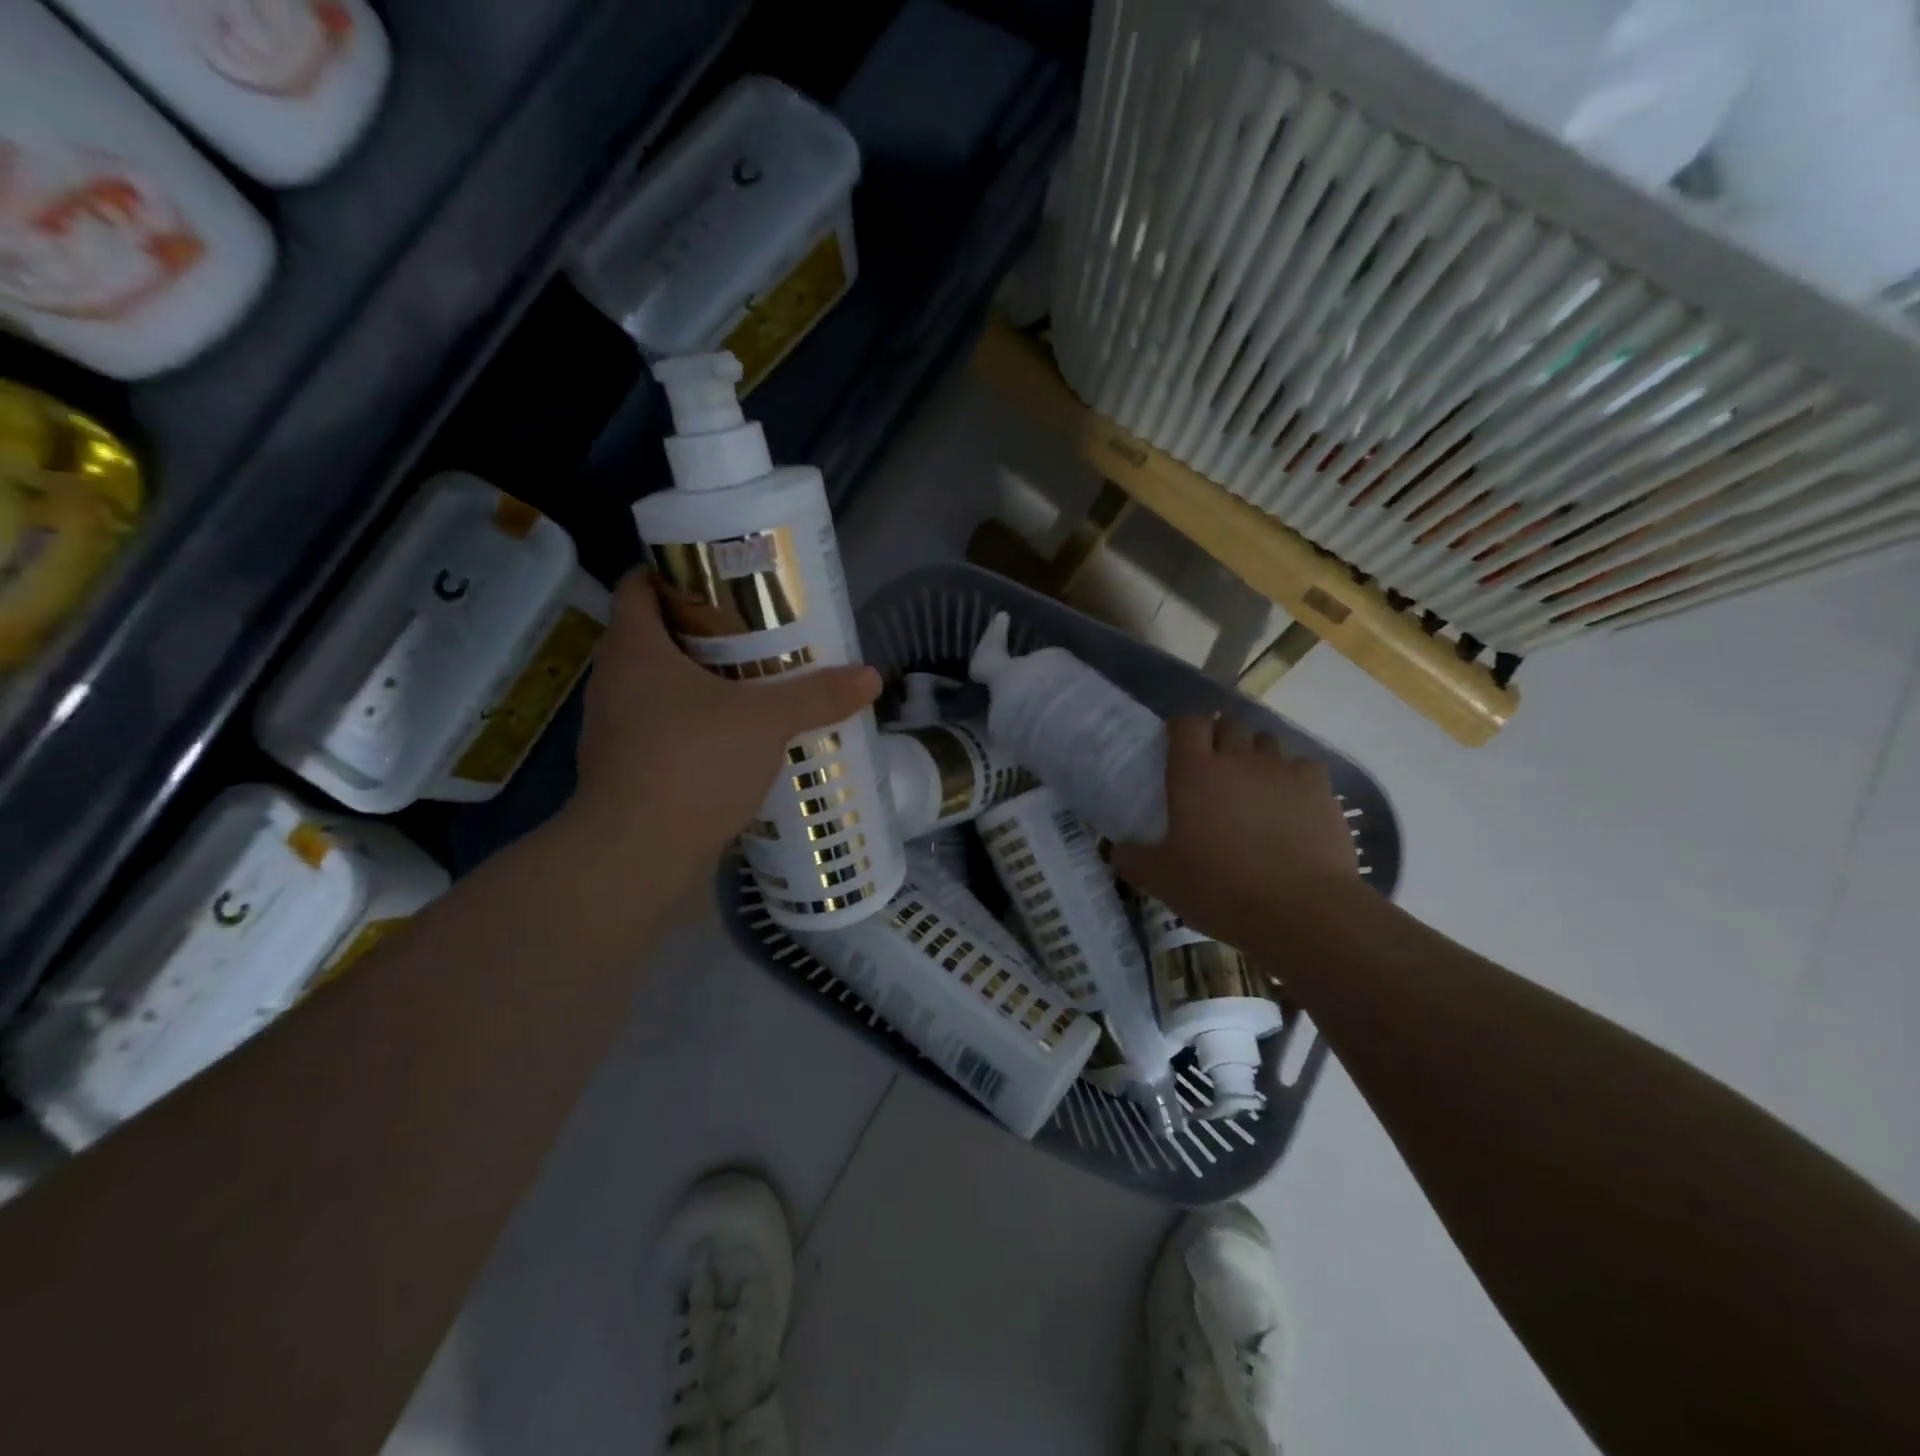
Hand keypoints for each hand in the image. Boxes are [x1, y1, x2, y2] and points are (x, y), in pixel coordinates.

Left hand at [565, 572, 880, 890]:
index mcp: (634, 648)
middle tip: (753, 632)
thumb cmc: (693, 762)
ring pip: (658, 686)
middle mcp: (614, 680)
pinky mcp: (624, 768)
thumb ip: (817, 696)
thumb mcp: (766, 721)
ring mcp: (614, 728)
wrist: (636, 852)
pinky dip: (693, 724)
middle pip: (653, 636)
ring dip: (699, 682)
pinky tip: (734, 739)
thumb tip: (871, 676)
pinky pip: (661, 728)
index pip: (638, 586)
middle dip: (701, 631)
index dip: (673, 573)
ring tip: (751, 685)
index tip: (719, 580)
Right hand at [1113, 715, 1356, 950]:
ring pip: (1267, 742)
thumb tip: (1117, 850)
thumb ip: (1133, 860)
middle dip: (1220, 738)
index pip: (1187, 724)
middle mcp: (1238, 759)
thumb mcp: (1162, 881)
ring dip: (1256, 754)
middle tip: (1214, 768)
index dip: (1182, 729)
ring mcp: (1283, 770)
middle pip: (1229, 725)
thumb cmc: (1220, 889)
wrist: (1301, 910)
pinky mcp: (1320, 789)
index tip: (1178, 746)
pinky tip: (1291, 802)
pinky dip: (1294, 777)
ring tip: (1253, 784)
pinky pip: (1304, 767)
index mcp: (1194, 772)